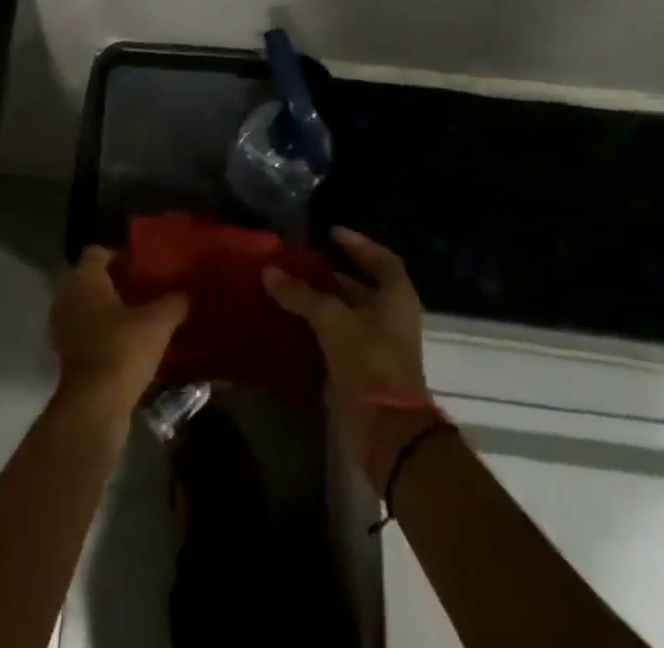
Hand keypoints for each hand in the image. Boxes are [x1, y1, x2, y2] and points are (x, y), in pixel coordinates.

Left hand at [50, 246, 187, 419]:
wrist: (94, 406)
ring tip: (140, 318)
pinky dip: (103, 334)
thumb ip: (173, 302)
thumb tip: (185, 293)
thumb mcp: (157, 322)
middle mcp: (68, 297)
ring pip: (88, 307)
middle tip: (144, 290)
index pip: (97, 252)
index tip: (142, 266)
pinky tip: (129, 344)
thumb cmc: (122, 350)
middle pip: (91, 279)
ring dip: (109, 310)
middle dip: (115, 283)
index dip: (120, 255)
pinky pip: (87, 332)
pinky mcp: (67, 355)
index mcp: (84, 278)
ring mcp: (64, 327)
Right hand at [263, 227, 428, 481]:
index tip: (329, 233)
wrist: (387, 430)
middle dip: (331, 273)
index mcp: (395, 297)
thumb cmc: (369, 359)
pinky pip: (336, 339)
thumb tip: (268, 271)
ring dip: (320, 301)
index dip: (357, 244)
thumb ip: (300, 293)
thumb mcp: (331, 319)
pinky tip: (289, 320)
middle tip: (298, 260)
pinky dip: (316, 328)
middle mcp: (390, 317)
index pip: (381, 259)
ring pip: (346, 314)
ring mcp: (377, 346)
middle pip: (361, 287)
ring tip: (286, 286)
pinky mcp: (361, 370)